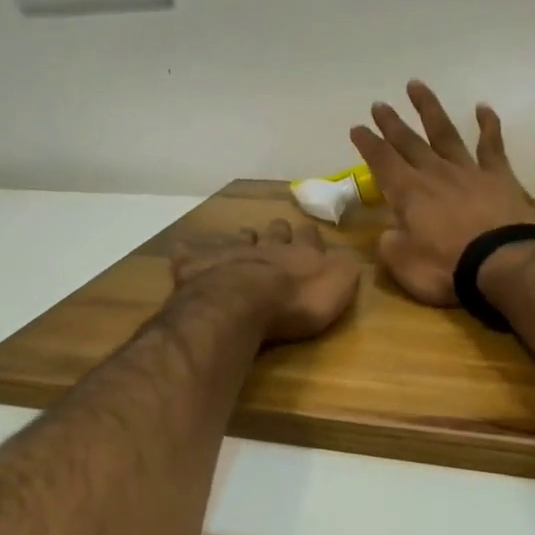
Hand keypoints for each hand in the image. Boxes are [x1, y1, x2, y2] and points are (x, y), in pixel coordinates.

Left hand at [170, 219, 361, 343]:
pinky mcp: (198, 268)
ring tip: (243, 237)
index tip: (310, 233)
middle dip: (277, 232)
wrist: (242, 304)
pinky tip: (186, 252)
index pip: (309, 237)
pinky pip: (191, 255)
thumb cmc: (295, 301)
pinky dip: (191, 254)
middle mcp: (265, 246)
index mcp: (299, 252)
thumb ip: (344, 268)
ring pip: (238, 239)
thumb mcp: (337, 287)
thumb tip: (348, 253)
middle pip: (274, 233)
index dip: (310, 236)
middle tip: (277, 230)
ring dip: (242, 239)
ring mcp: (229, 253)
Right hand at [349, 81, 534, 305]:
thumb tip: (388, 233)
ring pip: (444, 132)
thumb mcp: (403, 265)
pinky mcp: (499, 176)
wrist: (503, 262)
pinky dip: (487, 125)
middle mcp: (434, 174)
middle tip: (380, 104)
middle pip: (409, 142)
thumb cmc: (446, 267)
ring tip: (417, 86)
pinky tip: (482, 108)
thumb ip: (390, 245)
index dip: (368, 144)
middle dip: (392, 123)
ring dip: (429, 109)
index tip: (357, 128)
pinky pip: (491, 145)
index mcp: (408, 193)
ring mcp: (468, 171)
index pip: (381, 162)